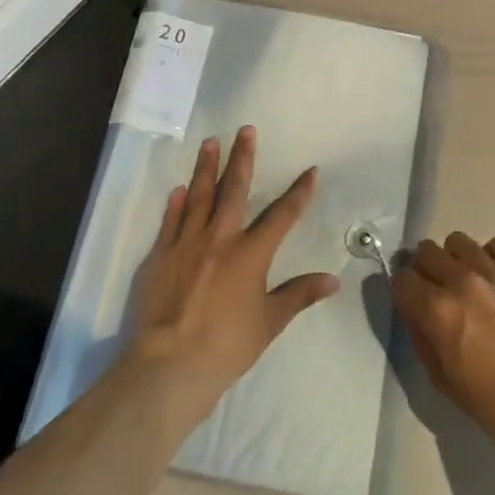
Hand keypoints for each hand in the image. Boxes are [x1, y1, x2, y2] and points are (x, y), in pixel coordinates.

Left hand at [128, 127, 340, 419]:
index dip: (299, 192)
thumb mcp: (269, 322)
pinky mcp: (161, 255)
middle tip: (246, 130)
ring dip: (206, 168)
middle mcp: (220, 238)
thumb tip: (333, 280)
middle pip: (235, 190)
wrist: (170, 364)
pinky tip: (179, 189)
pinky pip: (170, 221)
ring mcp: (187, 243)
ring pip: (199, 196)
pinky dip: (176, 204)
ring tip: (211, 142)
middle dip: (243, 158)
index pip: (282, 215)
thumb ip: (299, 295)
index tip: (311, 171)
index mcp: (251, 253)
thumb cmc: (227, 345)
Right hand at [392, 232, 494, 455]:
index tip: (410, 301)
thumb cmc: (492, 402)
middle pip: (426, 251)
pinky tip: (494, 279)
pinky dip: (489, 257)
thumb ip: (421, 337)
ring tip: (466, 281)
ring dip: (455, 259)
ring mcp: (493, 271)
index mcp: (437, 311)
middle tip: (436, 290)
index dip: (403, 291)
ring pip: (457, 241)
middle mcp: (460, 281)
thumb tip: (413, 310)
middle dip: (425, 270)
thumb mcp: (441, 379)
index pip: (402, 279)